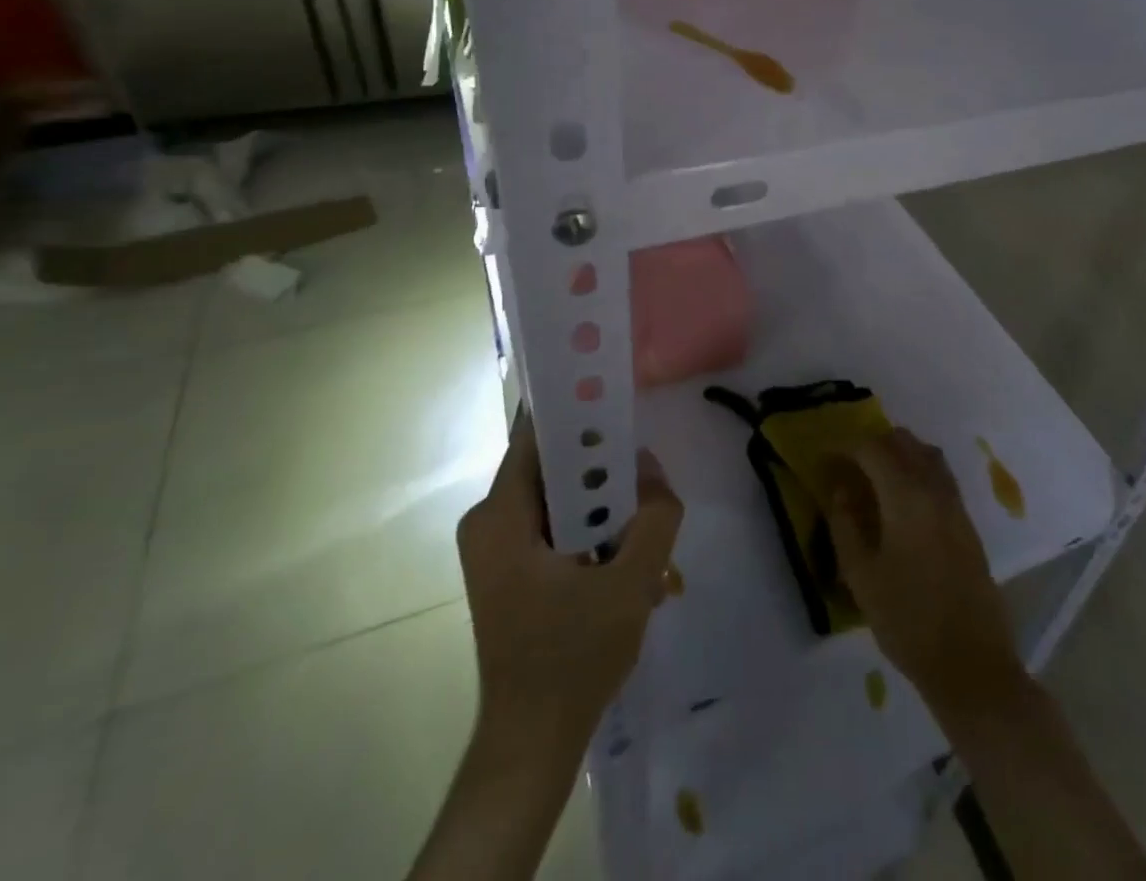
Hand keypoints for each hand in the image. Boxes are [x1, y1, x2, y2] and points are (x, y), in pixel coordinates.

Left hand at [457, 414, 683, 747]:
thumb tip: (653, 470)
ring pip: (565, 498)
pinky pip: (560, 526)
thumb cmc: (571, 660)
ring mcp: (500, 546)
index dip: (582, 411)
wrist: (532, 745)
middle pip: (558, 466)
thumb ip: (653, 517)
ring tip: (649, 535)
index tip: (623, 401)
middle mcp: (491, 521)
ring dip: (609, 510)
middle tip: (650, 485)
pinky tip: (633, 565)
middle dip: (609, 473)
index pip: (539, 433)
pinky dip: (597, 534)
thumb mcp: (629, 584)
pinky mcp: (514, 568)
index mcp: (500, 516)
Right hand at [824, 428, 1021, 711]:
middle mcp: (934, 489)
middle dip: (873, 445)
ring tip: (875, 479)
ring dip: (899, 454)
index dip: (845, 448)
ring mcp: (956, 504)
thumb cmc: (908, 620)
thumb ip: (845, 524)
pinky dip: (918, 471)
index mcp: (906, 495)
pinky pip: (940, 476)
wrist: (972, 663)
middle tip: (849, 467)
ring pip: (926, 454)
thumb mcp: (861, 576)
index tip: (825, 460)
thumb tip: (840, 489)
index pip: (872, 449)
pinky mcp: (968, 522)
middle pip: (903, 442)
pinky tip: (903, 502)